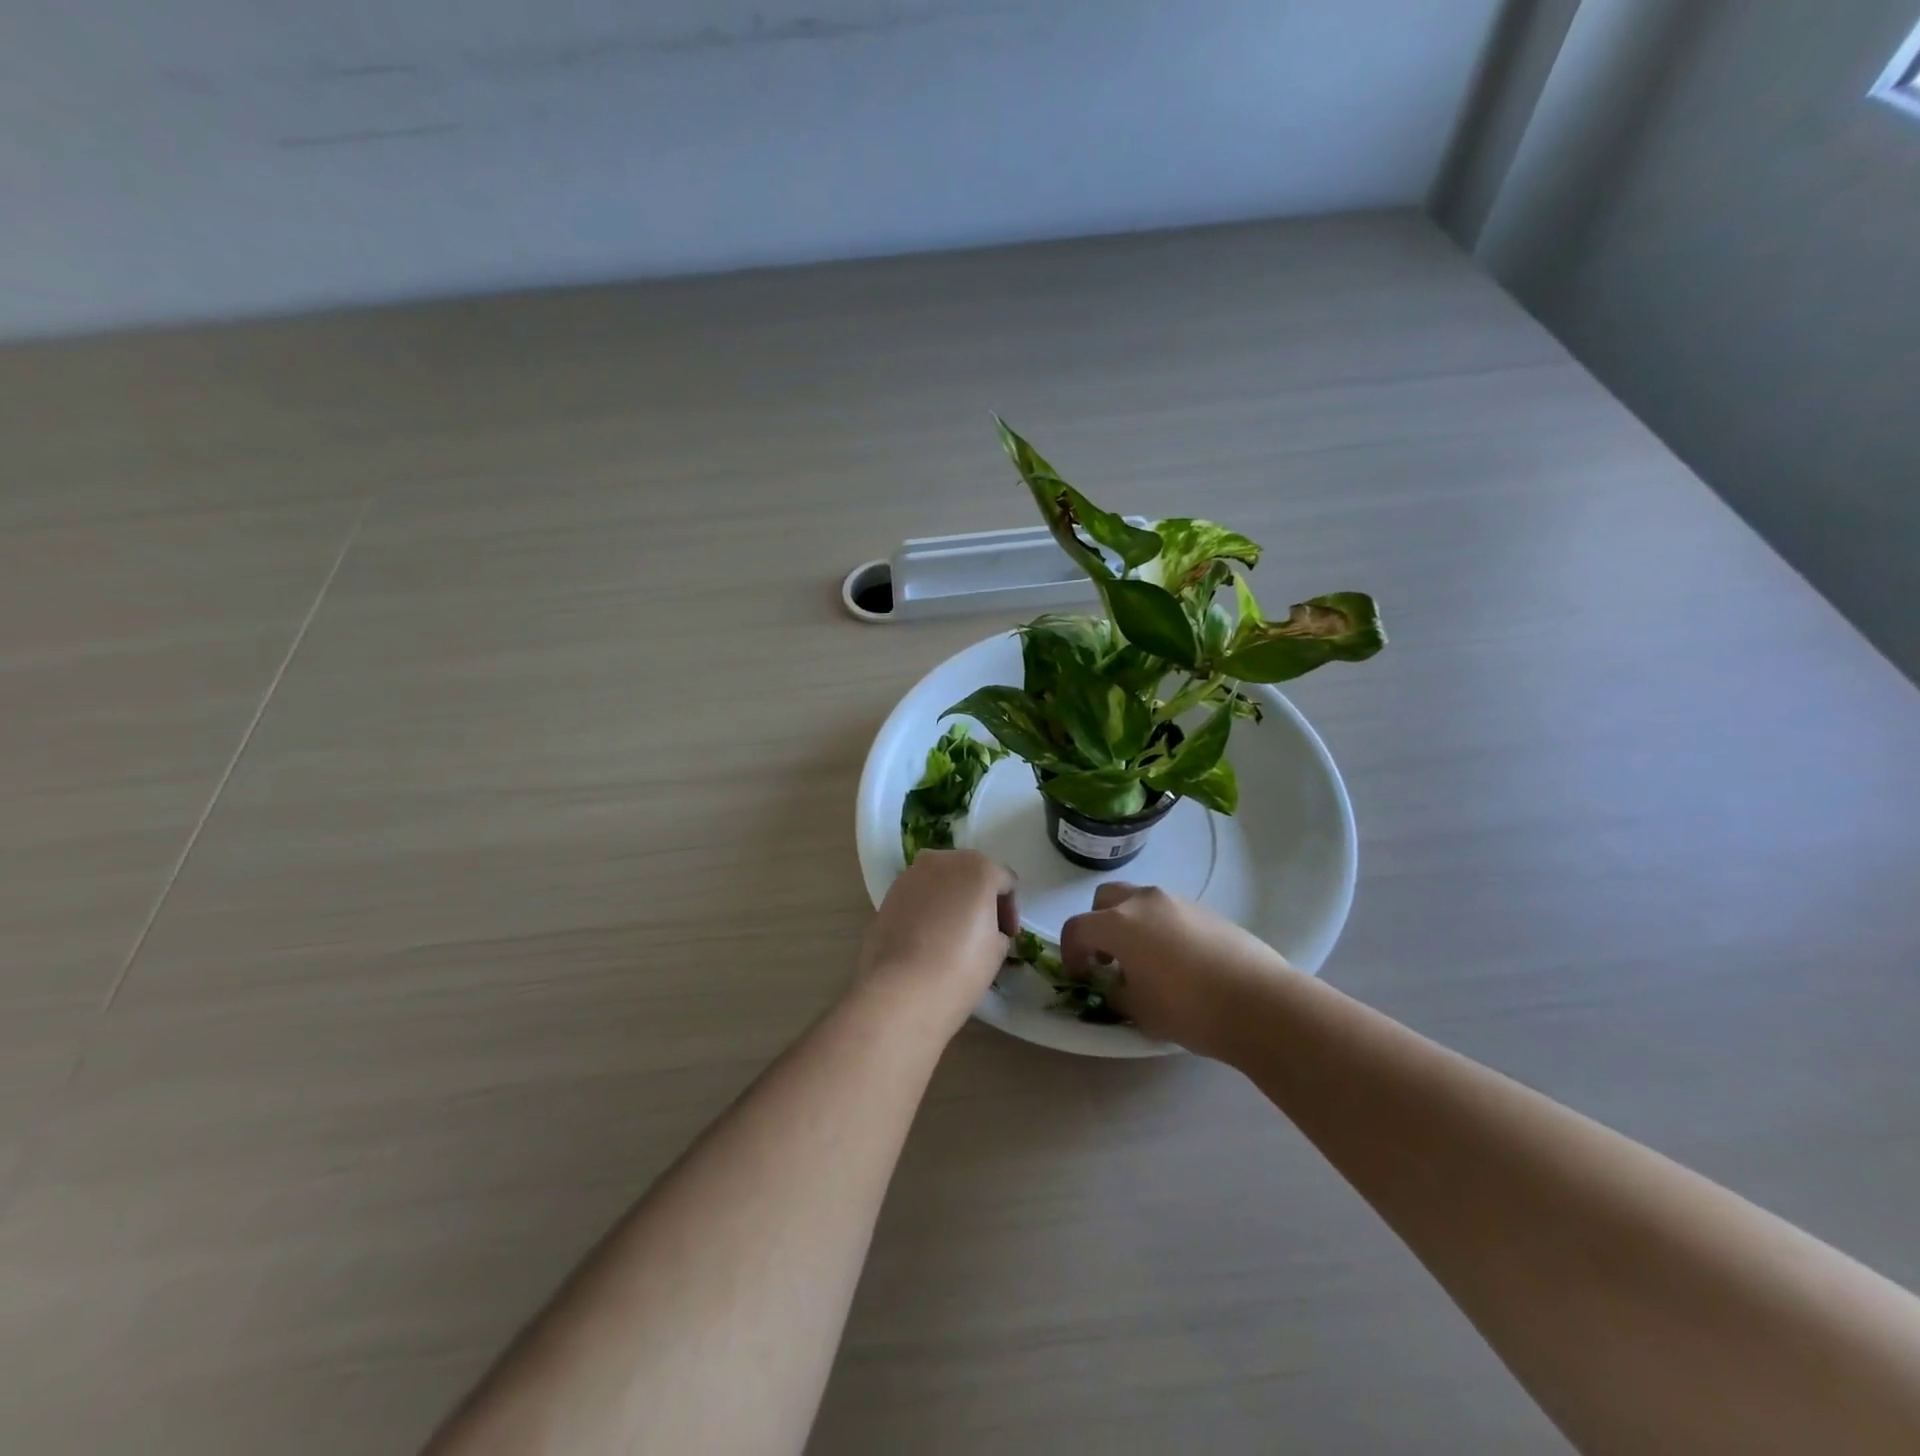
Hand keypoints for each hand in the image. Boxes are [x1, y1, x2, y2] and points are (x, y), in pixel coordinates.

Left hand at [857, 850, 1017, 1037]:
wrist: (900, 990)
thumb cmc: (960, 967)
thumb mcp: (997, 950)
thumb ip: (997, 929)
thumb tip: (987, 930)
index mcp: (978, 867)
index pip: (1005, 882)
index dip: (1010, 910)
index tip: (1008, 936)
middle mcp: (943, 860)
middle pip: (970, 873)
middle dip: (979, 898)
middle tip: (984, 931)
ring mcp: (911, 875)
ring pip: (941, 882)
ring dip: (951, 900)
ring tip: (953, 934)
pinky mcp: (888, 894)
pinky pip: (919, 896)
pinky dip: (928, 909)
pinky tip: (928, 938)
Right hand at [1059, 883, 1294, 1054]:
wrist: (1260, 1003)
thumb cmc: (1189, 1009)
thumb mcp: (1139, 1011)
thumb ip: (1116, 993)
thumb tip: (1116, 984)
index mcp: (1119, 923)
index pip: (1077, 928)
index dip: (1071, 953)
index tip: (1080, 976)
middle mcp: (1144, 902)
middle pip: (1105, 900)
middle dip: (1098, 926)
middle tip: (1108, 960)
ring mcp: (1177, 902)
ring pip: (1139, 902)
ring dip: (1130, 925)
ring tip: (1146, 963)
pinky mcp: (1205, 910)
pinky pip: (1168, 913)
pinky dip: (1160, 929)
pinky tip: (1179, 963)